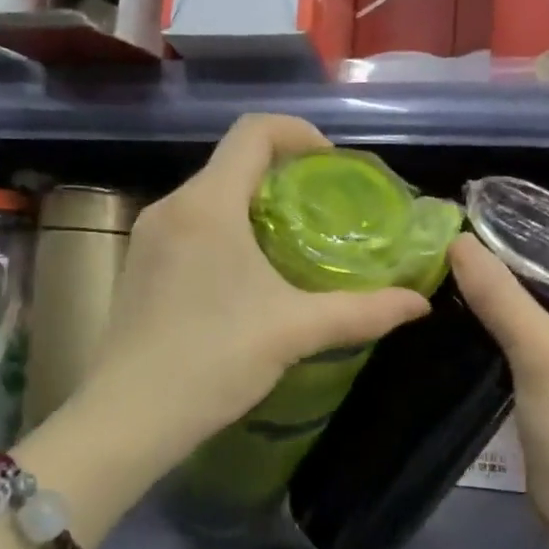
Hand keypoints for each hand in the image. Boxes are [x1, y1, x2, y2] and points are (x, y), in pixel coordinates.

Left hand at [77, 114, 431, 474]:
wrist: (129, 416)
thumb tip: (419, 303)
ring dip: (255, 203)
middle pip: (233, 161)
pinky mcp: (139, 264)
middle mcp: (173, 206)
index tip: (332, 165)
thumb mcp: (295, 330)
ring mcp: (149, 235)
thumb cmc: (214, 359)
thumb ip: (362, 311)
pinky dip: (228, 228)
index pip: (254, 131)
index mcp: (208, 204)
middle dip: (283, 173)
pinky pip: (192, 224)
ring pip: (211, 194)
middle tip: (325, 207)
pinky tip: (249, 273)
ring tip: (295, 240)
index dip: (299, 133)